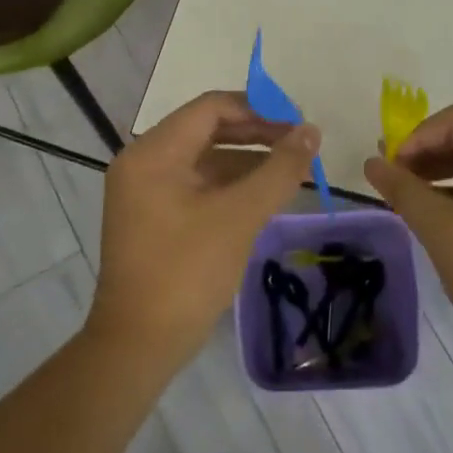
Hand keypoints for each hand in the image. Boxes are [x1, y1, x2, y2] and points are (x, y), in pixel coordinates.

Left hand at [90, 90, 319, 372]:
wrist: (140, 345)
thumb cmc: (187, 271)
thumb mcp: (240, 215)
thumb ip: (279, 169)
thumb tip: (311, 132)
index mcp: (154, 152)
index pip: (212, 108)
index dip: (259, 110)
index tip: (298, 124)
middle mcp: (144, 162)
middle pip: (208, 130)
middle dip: (257, 134)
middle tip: (300, 146)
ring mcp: (146, 191)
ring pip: (205, 159)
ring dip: (248, 160)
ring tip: (291, 169)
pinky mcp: (154, 216)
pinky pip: (198, 185)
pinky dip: (231, 184)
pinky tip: (265, 195)